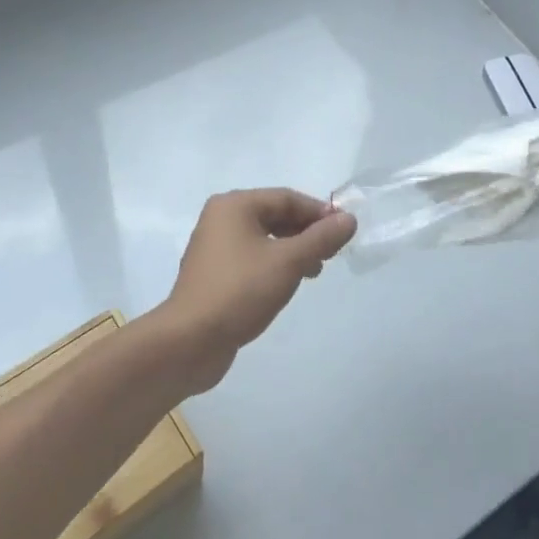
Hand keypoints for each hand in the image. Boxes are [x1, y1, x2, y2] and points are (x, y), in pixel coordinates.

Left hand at [154, 189, 356, 392]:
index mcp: (234, 205)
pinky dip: (274, 264)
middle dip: (306, 232)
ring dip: (292, 250)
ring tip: (315, 271)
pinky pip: (252, 258)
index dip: (319, 212)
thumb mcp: (288, 262)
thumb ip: (321, 238)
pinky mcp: (214, 273)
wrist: (189, 341)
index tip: (344, 232)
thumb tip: (348, 219)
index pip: (286, 198)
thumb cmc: (240, 291)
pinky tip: (288, 283)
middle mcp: (221, 219)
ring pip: (264, 238)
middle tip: (332, 253)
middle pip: (274, 215)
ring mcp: (214, 247)